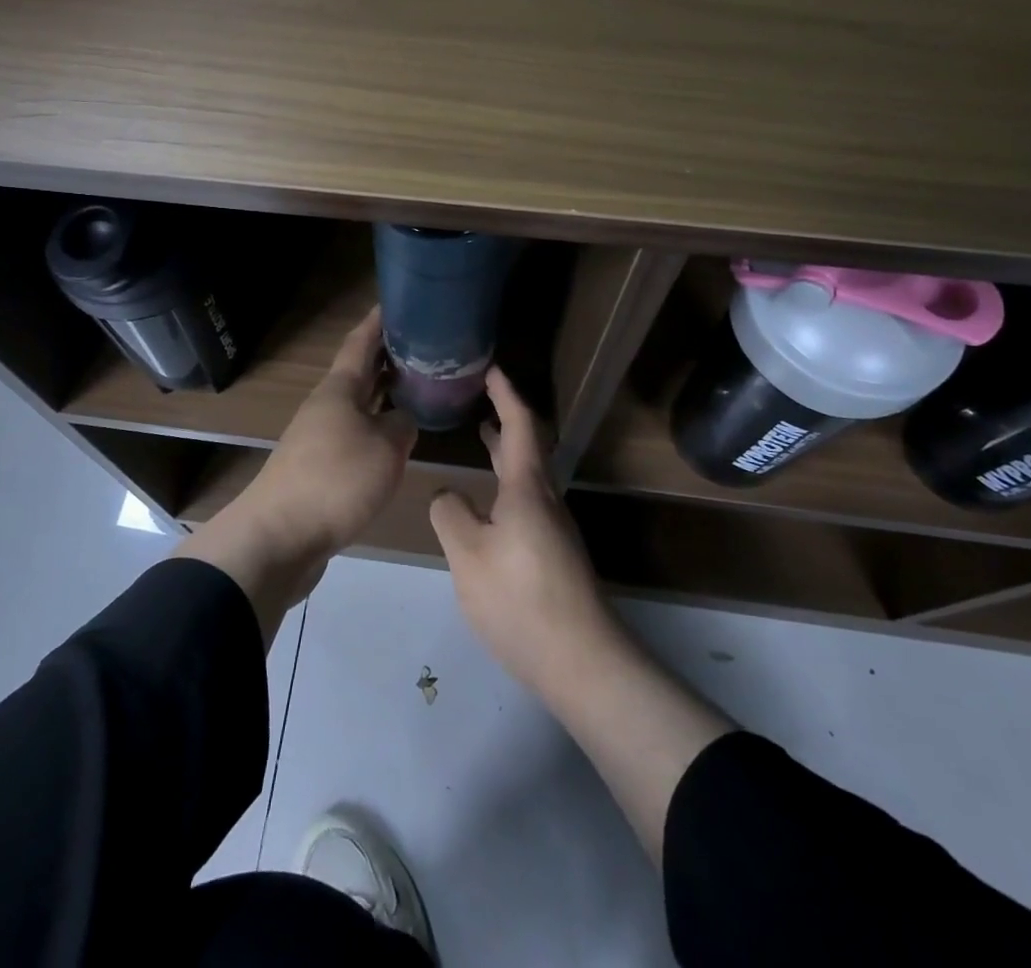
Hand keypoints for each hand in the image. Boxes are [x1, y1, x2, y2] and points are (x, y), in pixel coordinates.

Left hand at [176, 306, 415, 645]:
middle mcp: (326, 406)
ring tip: (417, 388)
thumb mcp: (385, 449)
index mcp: (339, 390)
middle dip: (387, 356)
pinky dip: (377, 427)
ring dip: (384, 393)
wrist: (279, 537)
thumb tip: (403, 420)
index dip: (378, 321)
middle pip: (359, 372)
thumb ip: (402, 426)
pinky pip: (355, 434)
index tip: (397, 301)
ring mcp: (319, 437)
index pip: (360, 343)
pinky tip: (395, 439)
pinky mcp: (320, 467)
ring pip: (358, 404)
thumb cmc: (335, 481)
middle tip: (423, 345)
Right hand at [429, 366, 624, 696]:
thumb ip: (450, 515)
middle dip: (505, 418)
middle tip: (480, 398)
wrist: (583, 661)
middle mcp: (546, 500)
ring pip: (529, 475)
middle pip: (528, 446)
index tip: (491, 368)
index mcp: (527, 489)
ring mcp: (554, 529)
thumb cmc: (521, 599)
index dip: (505, 394)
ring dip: (507, 451)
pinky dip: (507, 483)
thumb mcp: (468, 555)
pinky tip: (489, 505)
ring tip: (482, 439)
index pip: (520, 425)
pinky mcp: (554, 554)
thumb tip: (447, 495)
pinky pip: (527, 501)